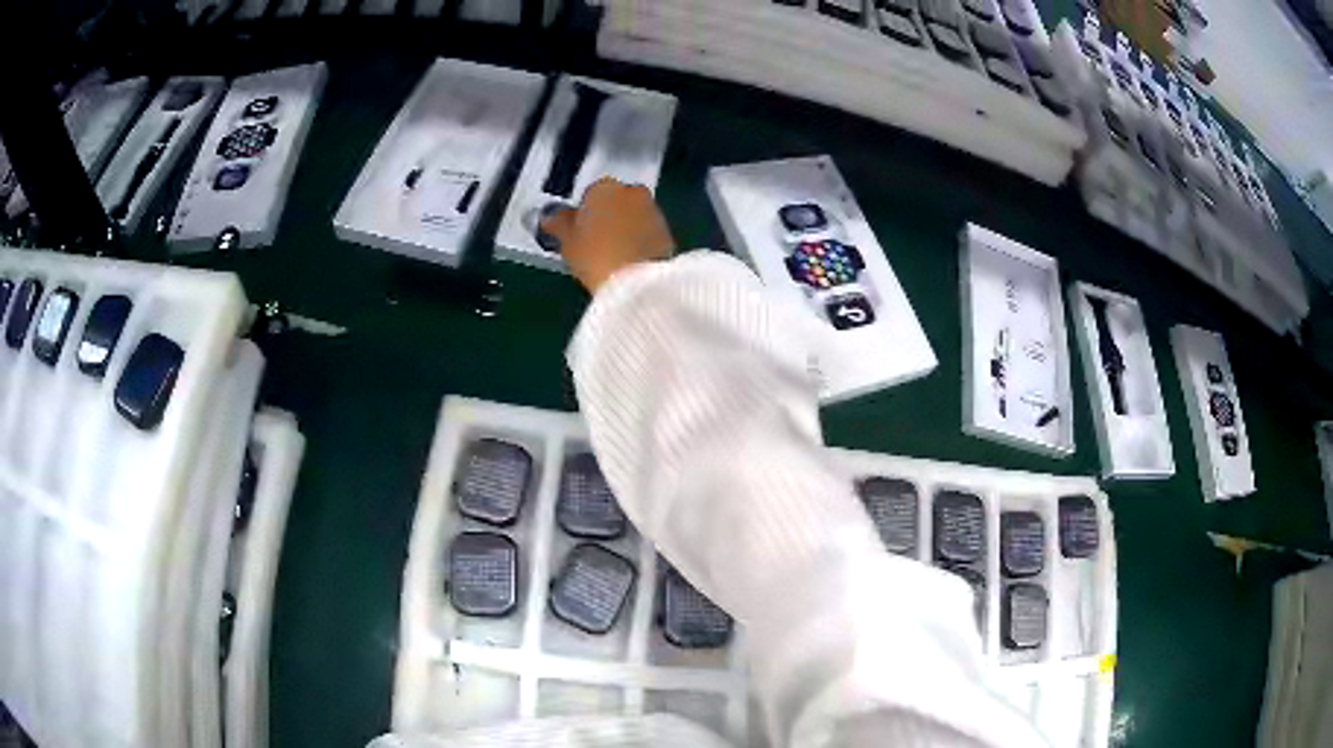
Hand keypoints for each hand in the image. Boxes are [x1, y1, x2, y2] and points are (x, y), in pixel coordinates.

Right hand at [539, 178, 674, 292]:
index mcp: (604, 187)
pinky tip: (628, 260)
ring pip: (633, 215)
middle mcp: (632, 191)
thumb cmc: (595, 256)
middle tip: (593, 242)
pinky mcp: (668, 232)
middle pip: (614, 201)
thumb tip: (550, 217)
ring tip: (611, 254)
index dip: (582, 213)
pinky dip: (638, 240)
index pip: (589, 193)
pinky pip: (647, 231)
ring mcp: (653, 210)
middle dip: (605, 216)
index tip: (577, 232)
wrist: (638, 283)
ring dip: (624, 227)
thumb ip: (557, 223)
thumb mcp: (566, 241)